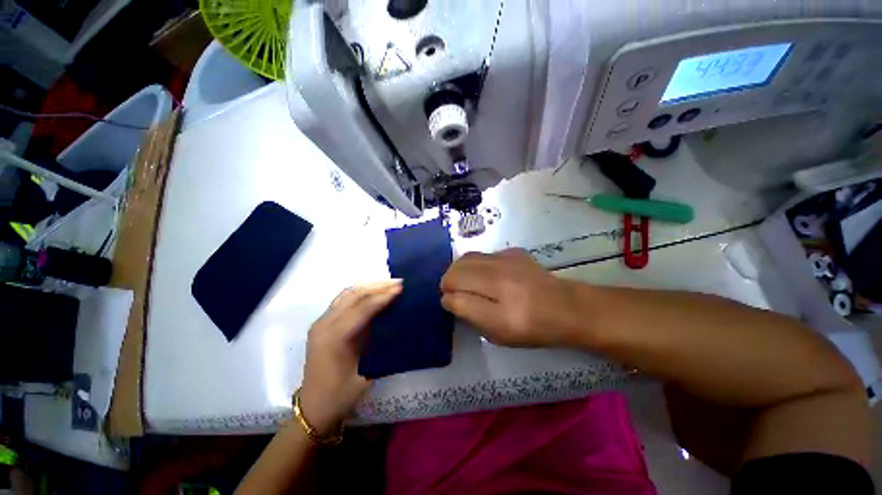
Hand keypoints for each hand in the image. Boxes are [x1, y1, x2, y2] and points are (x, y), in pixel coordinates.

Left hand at [299, 281, 401, 433]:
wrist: (312, 409)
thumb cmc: (340, 396)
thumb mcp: (366, 375)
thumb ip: (380, 347)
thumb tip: (400, 325)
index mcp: (333, 338)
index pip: (362, 308)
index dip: (383, 296)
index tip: (401, 288)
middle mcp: (324, 324)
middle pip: (353, 295)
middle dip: (378, 286)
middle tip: (398, 283)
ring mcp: (321, 322)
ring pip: (347, 293)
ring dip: (369, 286)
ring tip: (389, 284)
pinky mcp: (323, 323)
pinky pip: (343, 300)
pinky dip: (361, 292)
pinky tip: (374, 293)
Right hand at [440, 248, 581, 347]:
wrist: (566, 307)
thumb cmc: (533, 327)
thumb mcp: (498, 332)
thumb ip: (468, 312)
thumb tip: (448, 298)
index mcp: (495, 292)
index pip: (454, 287)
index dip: (447, 297)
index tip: (451, 305)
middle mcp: (498, 269)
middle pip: (457, 269)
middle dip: (448, 282)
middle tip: (455, 295)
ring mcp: (505, 257)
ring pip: (467, 258)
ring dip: (459, 271)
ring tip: (464, 284)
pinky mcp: (512, 251)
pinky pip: (482, 255)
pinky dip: (474, 265)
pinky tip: (484, 276)